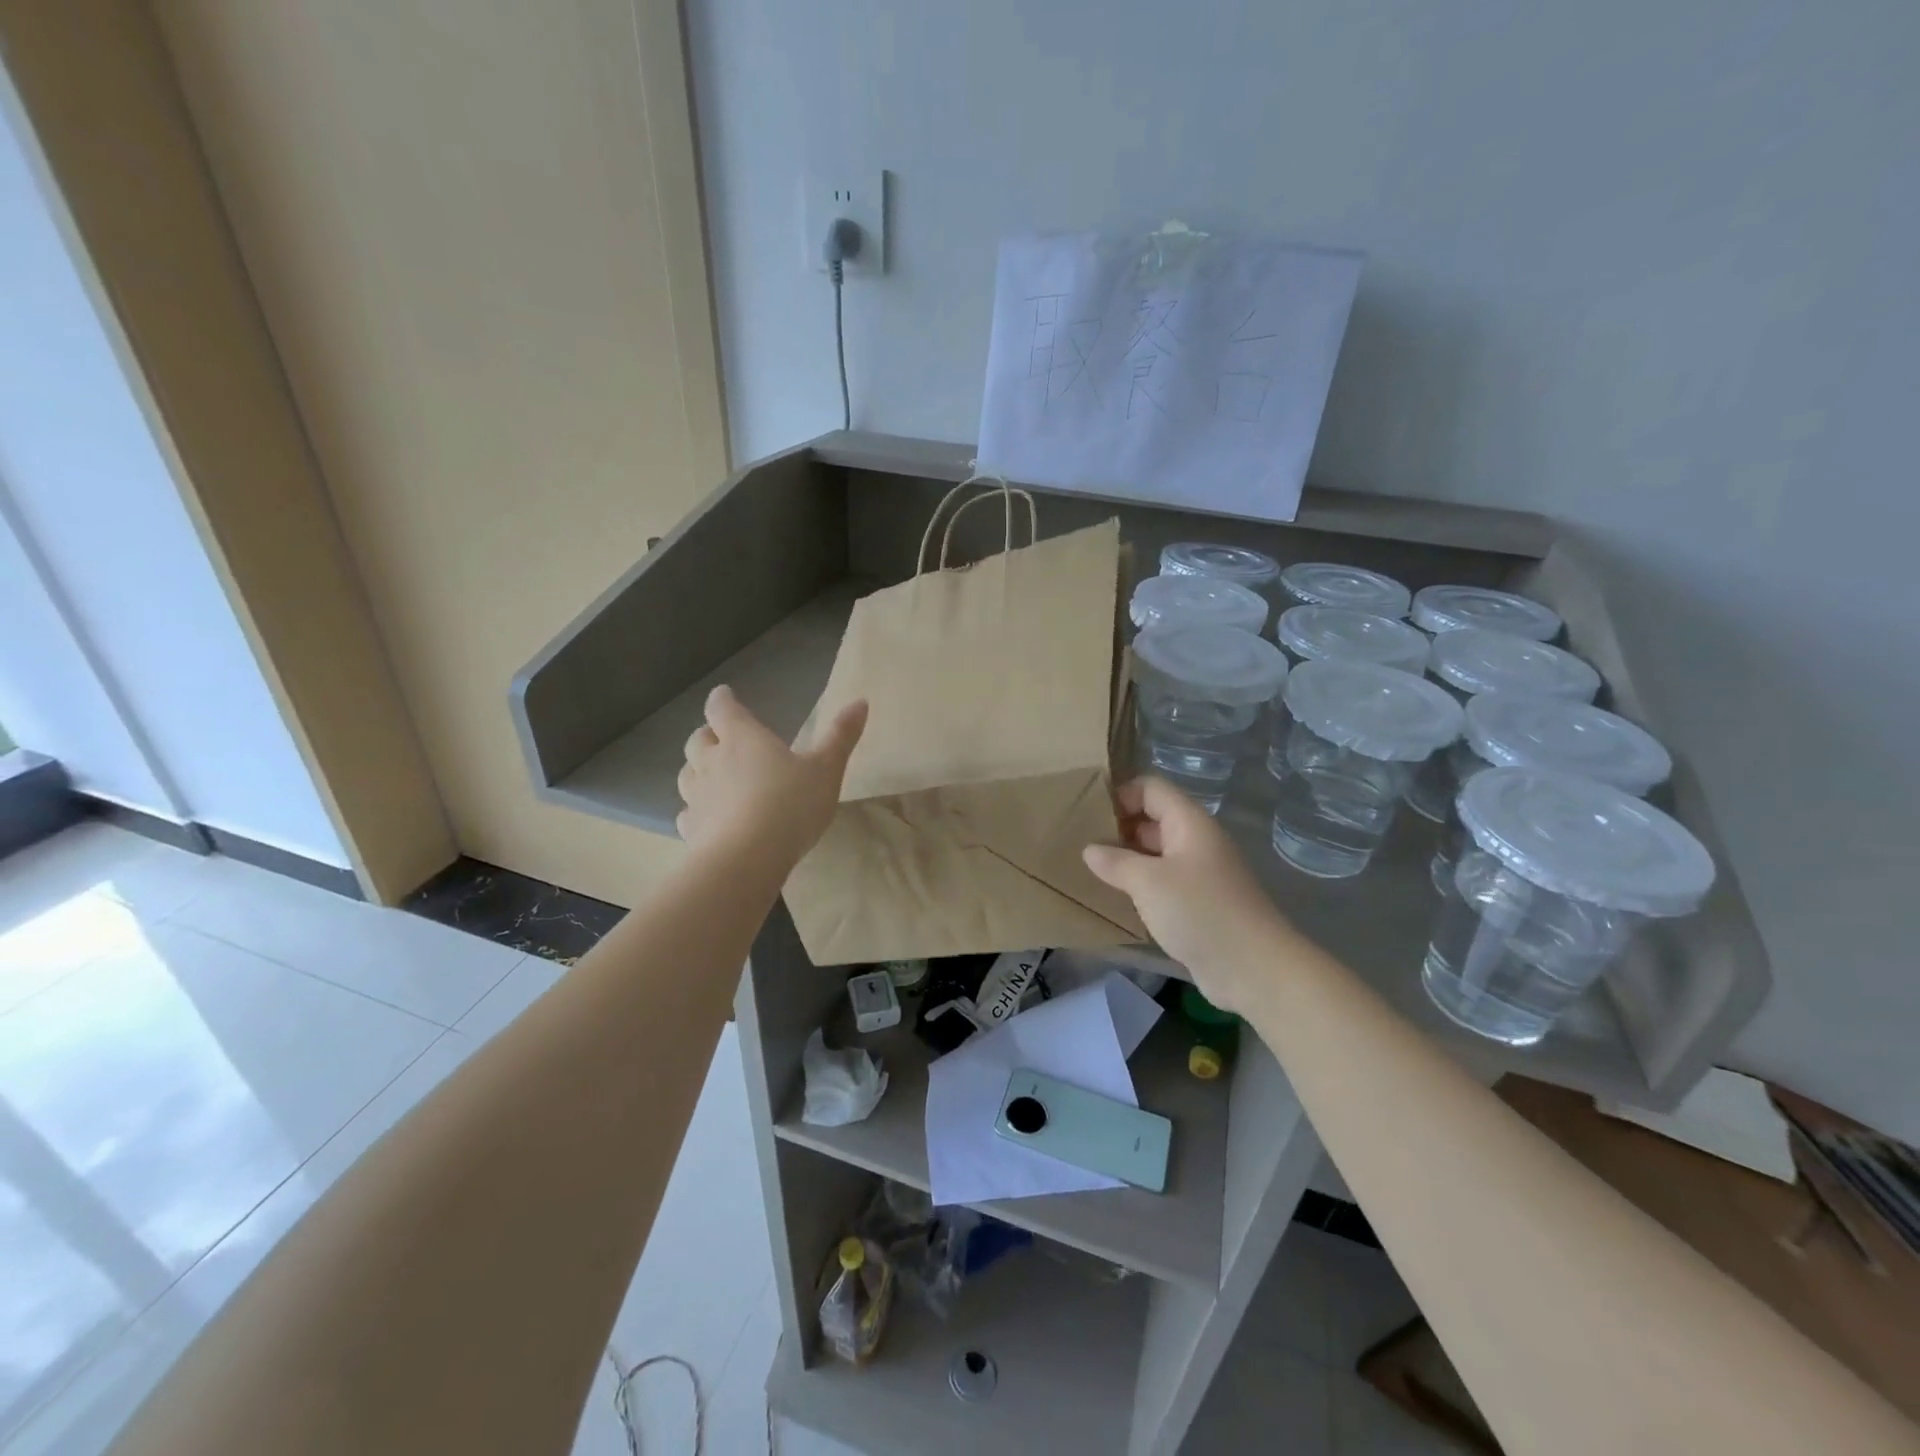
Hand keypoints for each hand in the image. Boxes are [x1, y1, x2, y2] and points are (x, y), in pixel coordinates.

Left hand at [676, 687, 868, 868]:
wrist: (747, 859)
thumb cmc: (790, 805)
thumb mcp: (826, 769)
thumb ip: (841, 736)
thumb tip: (860, 701)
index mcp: (743, 739)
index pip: (722, 708)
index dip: (723, 700)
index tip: (725, 695)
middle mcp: (712, 761)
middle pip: (698, 739)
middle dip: (708, 735)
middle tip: (722, 739)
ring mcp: (697, 796)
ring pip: (687, 774)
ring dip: (697, 770)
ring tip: (712, 776)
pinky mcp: (692, 829)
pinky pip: (687, 813)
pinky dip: (695, 810)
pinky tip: (708, 819)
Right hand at [1083, 778, 1293, 1015]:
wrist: (1252, 967)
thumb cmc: (1199, 911)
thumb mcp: (1148, 882)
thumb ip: (1116, 862)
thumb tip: (1090, 849)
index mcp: (1188, 823)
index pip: (1151, 788)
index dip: (1121, 794)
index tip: (1089, 816)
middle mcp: (1195, 841)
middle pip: (1153, 819)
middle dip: (1118, 828)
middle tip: (1082, 844)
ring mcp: (1198, 873)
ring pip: (1156, 853)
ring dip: (1127, 859)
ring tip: (1091, 870)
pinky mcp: (1198, 903)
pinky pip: (1162, 882)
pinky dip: (1140, 885)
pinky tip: (1116, 898)